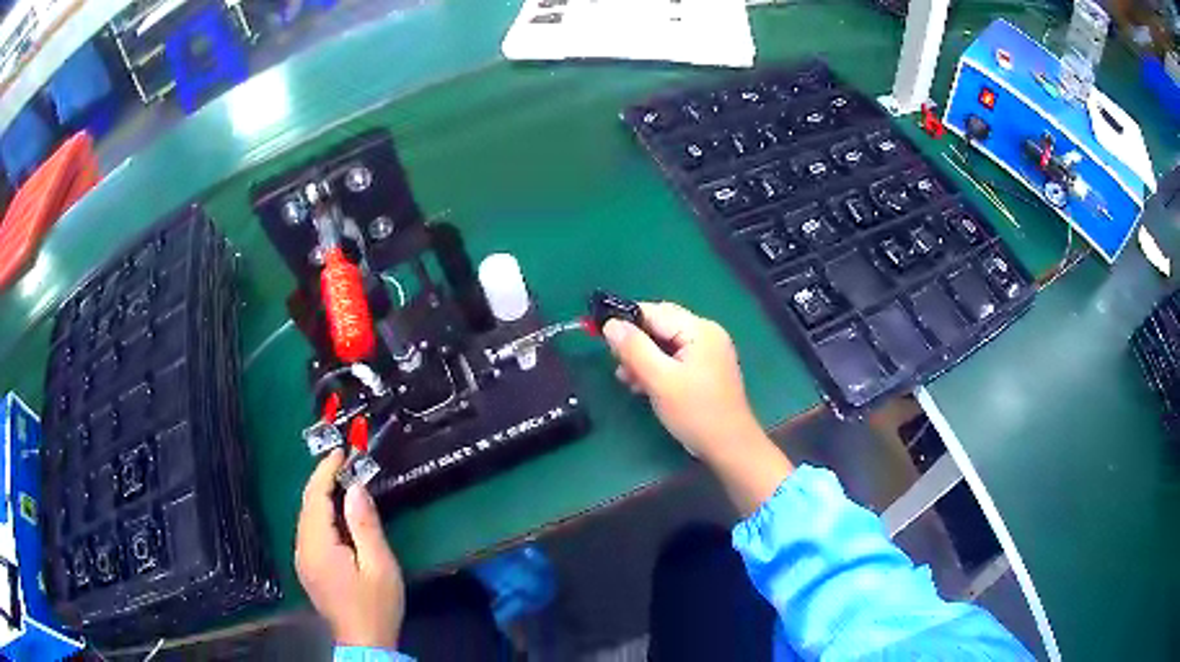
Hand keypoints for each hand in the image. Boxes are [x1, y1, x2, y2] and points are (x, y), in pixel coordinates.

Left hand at [295, 449, 404, 648]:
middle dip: (322, 480)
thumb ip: (365, 525)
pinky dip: (320, 514)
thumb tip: (356, 488)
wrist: (364, 642)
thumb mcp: (379, 565)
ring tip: (343, 481)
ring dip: (321, 496)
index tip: (341, 451)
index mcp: (318, 546)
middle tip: (344, 461)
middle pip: (307, 505)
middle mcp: (303, 549)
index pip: (316, 498)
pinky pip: (309, 531)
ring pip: (306, 517)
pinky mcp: (308, 568)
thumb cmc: (376, 605)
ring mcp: (302, 559)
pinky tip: (336, 514)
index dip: (326, 471)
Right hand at [603, 302, 762, 461]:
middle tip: (615, 363)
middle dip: (635, 342)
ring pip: (665, 344)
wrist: (729, 446)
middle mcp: (706, 334)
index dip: (626, 321)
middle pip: (661, 326)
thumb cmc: (695, 411)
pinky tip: (642, 385)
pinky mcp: (705, 371)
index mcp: (700, 329)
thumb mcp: (660, 380)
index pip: (655, 312)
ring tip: (626, 379)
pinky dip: (656, 368)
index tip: (600, 335)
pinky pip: (674, 359)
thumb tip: (611, 324)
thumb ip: (634, 349)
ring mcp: (708, 353)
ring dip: (643, 358)